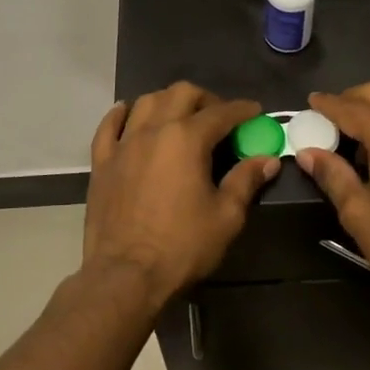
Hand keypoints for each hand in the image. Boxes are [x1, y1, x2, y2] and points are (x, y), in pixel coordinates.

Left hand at [82, 83, 279, 309]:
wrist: (126, 275)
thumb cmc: (182, 246)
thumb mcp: (226, 217)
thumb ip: (246, 181)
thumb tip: (267, 159)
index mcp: (187, 139)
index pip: (221, 113)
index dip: (242, 110)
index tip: (255, 112)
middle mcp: (154, 131)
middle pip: (181, 94)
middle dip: (205, 98)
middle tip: (220, 117)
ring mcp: (123, 145)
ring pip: (146, 102)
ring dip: (168, 101)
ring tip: (180, 116)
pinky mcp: (102, 162)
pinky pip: (108, 126)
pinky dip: (122, 114)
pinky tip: (129, 114)